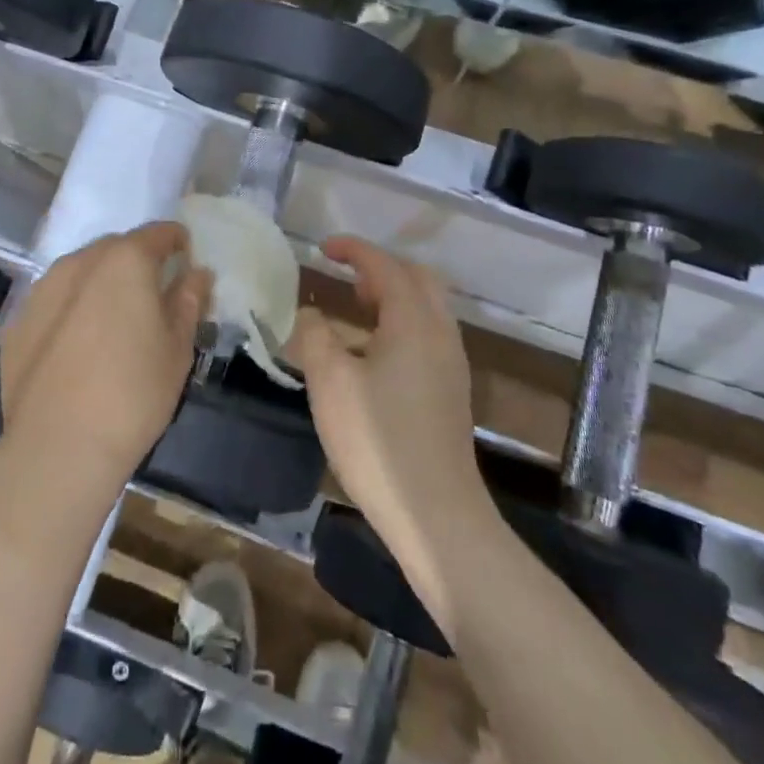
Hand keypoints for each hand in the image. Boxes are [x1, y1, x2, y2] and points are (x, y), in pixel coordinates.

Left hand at [0, 223, 211, 488]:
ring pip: (82, 272)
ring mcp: (43, 289)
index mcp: (125, 260)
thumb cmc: (134, 393)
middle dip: (137, 263)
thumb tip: (197, 272)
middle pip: (117, 248)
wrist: (58, 447)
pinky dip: (71, 311)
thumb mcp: (178, 348)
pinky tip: (79, 348)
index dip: (177, 243)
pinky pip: (55, 302)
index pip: (159, 233)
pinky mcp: (18, 321)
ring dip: (101, 285)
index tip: (186, 263)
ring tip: (114, 323)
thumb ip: (188, 300)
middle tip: (153, 299)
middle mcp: (80, 261)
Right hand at [290, 237, 492, 626]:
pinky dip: (401, 323)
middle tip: (346, 278)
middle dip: (380, 268)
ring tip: (355, 310)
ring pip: (426, 308)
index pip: (384, 266)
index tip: (324, 248)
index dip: (354, 250)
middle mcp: (440, 333)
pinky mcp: (451, 391)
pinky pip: (427, 334)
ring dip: (392, 296)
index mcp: (413, 321)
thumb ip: (316, 337)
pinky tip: (373, 354)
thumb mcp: (330, 383)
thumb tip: (312, 316)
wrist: (437, 515)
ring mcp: (451, 364)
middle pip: (417, 279)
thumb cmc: (378, 441)